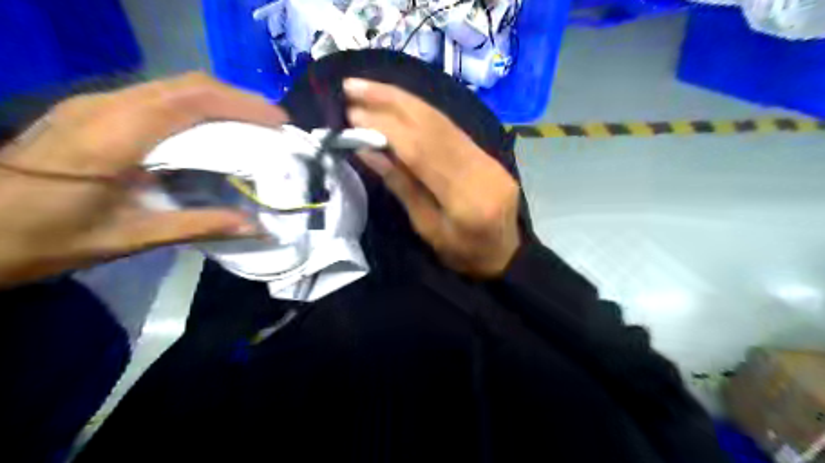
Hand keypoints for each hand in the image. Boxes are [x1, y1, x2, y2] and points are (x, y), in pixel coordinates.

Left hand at [0, 73, 286, 287]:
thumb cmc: (46, 237)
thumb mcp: (130, 237)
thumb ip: (199, 226)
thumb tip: (257, 228)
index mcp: (113, 136)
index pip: (191, 100)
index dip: (241, 105)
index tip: (279, 122)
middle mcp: (106, 106)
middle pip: (187, 84)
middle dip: (239, 99)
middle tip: (274, 124)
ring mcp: (96, 104)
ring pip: (174, 86)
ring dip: (220, 100)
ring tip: (253, 125)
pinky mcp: (95, 110)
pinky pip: (160, 96)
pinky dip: (198, 107)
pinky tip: (214, 129)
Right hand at [346, 78, 516, 278]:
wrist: (506, 256)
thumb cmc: (463, 255)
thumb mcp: (428, 230)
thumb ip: (402, 187)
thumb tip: (368, 150)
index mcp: (465, 198)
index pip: (421, 151)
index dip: (386, 128)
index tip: (353, 114)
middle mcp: (480, 169)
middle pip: (433, 124)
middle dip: (390, 100)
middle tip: (353, 86)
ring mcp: (488, 158)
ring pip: (443, 119)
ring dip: (404, 100)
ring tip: (369, 88)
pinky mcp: (488, 154)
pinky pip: (451, 127)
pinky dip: (422, 112)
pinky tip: (399, 103)